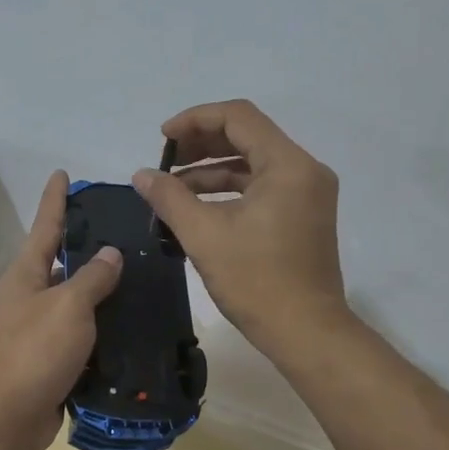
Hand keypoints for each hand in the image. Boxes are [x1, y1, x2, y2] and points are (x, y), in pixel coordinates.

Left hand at [0, 170, 123, 449]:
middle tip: (123, 230)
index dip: (56, 199)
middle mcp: (29, 296)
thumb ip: (92, 278)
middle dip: (86, 245)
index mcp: (26, 275)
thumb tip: (110, 253)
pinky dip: (102, 328)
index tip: (62, 173)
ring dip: (99, 291)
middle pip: (60, 262)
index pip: (45, 225)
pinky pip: (81, 334)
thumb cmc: (35, 352)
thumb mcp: (69, 306)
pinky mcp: (50, 360)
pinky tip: (130, 324)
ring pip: (74, 300)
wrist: (7, 418)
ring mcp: (38, 329)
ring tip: (138, 275)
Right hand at [132, 99, 346, 355]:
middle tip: (164, 161)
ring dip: (211, 168)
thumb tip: (141, 174)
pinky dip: (228, 189)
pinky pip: (261, 186)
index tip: (162, 139)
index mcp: (288, 165)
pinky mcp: (303, 214)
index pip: (238, 117)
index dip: (195, 119)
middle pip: (247, 136)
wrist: (306, 333)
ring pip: (253, 162)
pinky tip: (196, 205)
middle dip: (201, 144)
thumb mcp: (204, 235)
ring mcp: (307, 193)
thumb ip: (169, 197)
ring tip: (172, 187)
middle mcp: (304, 170)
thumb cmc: (257, 281)